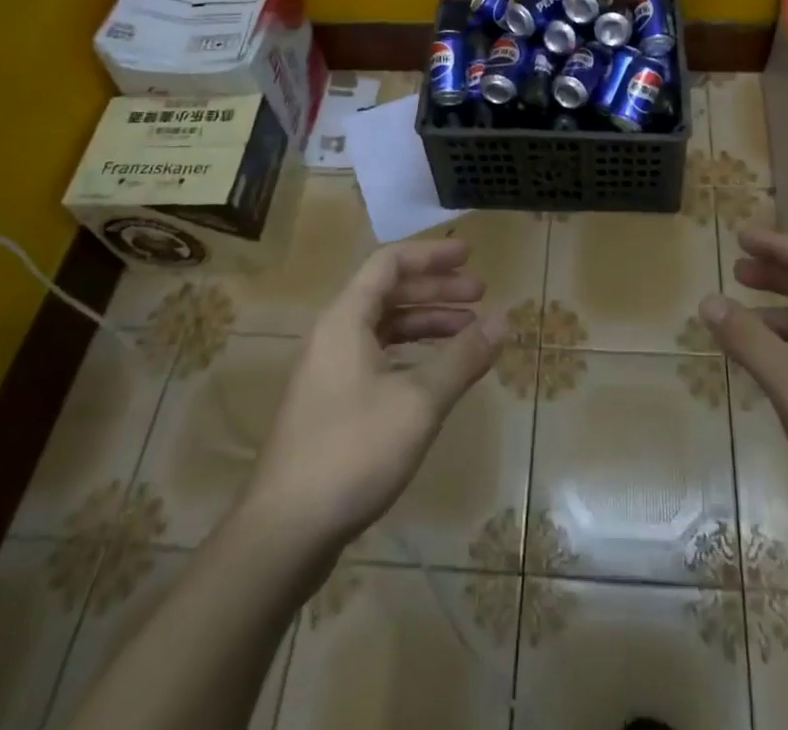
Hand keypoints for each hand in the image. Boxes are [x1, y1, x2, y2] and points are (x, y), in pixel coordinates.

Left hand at [243, 236, 506, 552]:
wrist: (283, 533)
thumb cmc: (353, 452)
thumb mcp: (419, 402)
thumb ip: (463, 357)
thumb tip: (504, 321)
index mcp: (346, 319)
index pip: (390, 263)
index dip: (431, 255)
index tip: (469, 256)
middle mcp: (333, 335)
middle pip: (389, 293)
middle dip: (437, 290)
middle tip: (481, 295)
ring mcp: (329, 372)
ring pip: (384, 328)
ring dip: (426, 323)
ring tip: (468, 332)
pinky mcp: (331, 405)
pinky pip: (377, 358)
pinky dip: (411, 354)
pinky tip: (437, 374)